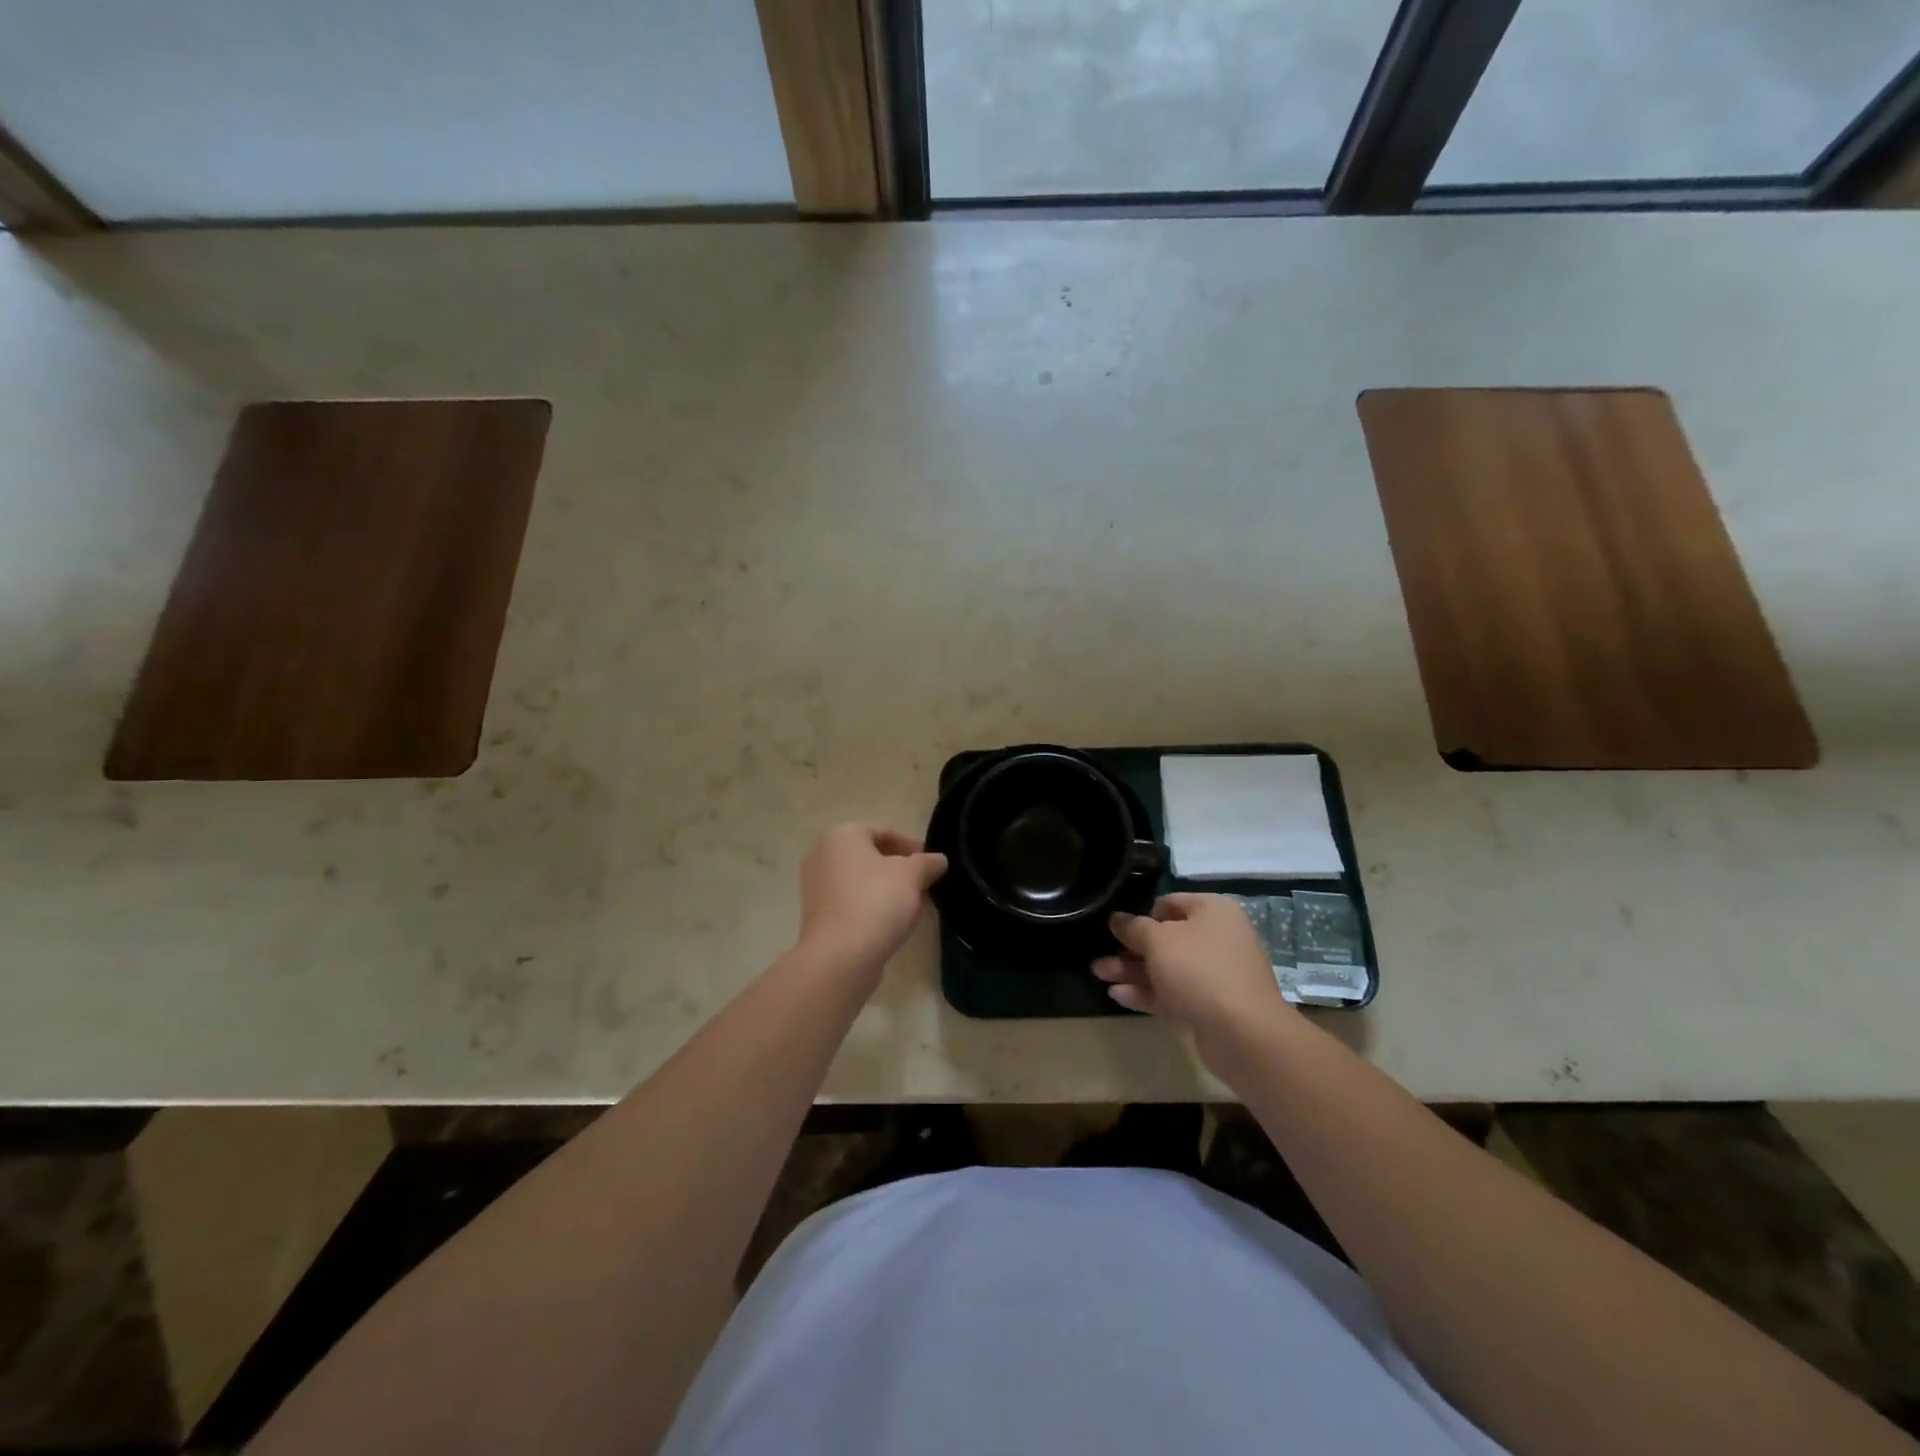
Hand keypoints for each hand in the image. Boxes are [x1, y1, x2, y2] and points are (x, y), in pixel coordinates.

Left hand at [796, 823, 946, 977]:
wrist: (840, 956)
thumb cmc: (876, 901)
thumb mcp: (912, 875)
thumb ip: (928, 863)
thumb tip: (938, 860)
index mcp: (842, 836)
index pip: (883, 832)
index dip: (912, 846)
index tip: (931, 864)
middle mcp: (822, 856)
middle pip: (872, 857)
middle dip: (902, 871)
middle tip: (925, 886)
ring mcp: (816, 888)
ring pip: (863, 882)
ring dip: (890, 890)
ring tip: (916, 907)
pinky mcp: (819, 916)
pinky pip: (853, 903)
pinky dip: (874, 907)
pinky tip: (895, 923)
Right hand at [1093, 893, 1291, 1042]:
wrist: (1243, 1033)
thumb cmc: (1199, 970)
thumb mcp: (1158, 940)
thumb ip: (1133, 927)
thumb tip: (1117, 918)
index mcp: (1212, 911)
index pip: (1170, 902)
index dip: (1141, 913)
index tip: (1116, 927)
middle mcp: (1217, 938)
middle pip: (1166, 938)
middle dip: (1130, 948)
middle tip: (1100, 955)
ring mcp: (1216, 974)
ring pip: (1167, 967)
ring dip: (1133, 970)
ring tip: (1099, 974)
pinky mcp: (1211, 1005)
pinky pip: (1174, 992)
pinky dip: (1148, 992)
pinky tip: (1118, 996)